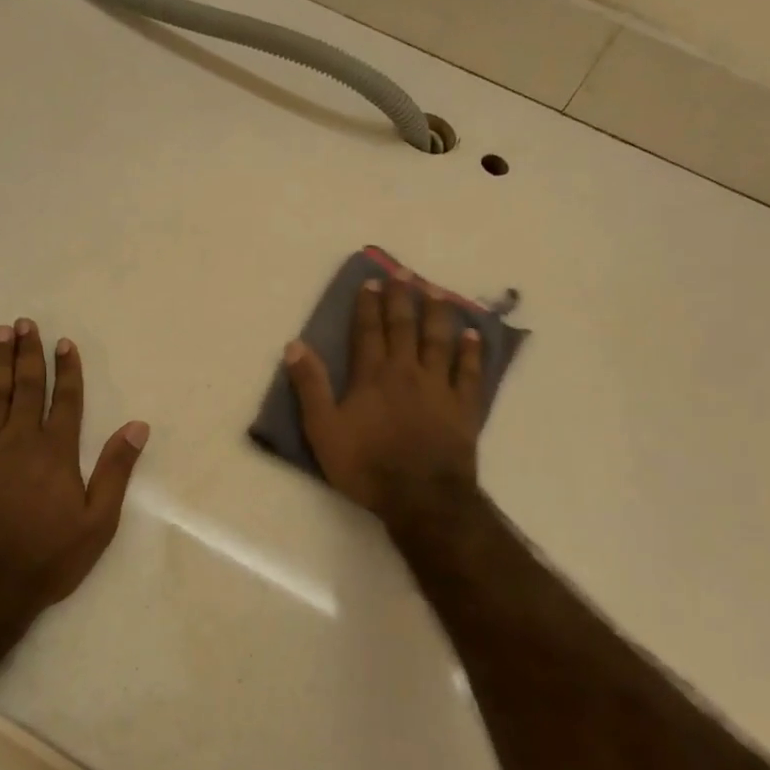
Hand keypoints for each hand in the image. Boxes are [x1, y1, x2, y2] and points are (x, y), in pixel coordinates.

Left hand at [0, 318, 148, 615]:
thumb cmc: (48, 558)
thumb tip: (137, 426)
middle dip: (30, 353)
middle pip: (28, 388)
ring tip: (1, 332)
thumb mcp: (98, 522)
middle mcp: (21, 440)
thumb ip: (115, 470)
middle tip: (26, 323)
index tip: (65, 343)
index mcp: (57, 452)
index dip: (67, 370)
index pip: (66, 400)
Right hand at [285, 277, 484, 524]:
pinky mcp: (464, 407)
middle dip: (402, 298)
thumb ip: (310, 386)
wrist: (421, 497)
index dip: (369, 305)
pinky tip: (474, 335)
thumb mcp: (323, 430)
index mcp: (372, 376)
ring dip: (437, 314)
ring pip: (439, 341)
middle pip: (404, 327)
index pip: (368, 331)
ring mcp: (440, 387)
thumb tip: (295, 345)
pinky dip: (473, 351)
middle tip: (404, 272)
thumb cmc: (367, 465)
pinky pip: (470, 372)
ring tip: (437, 291)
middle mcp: (407, 372)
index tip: (372, 282)